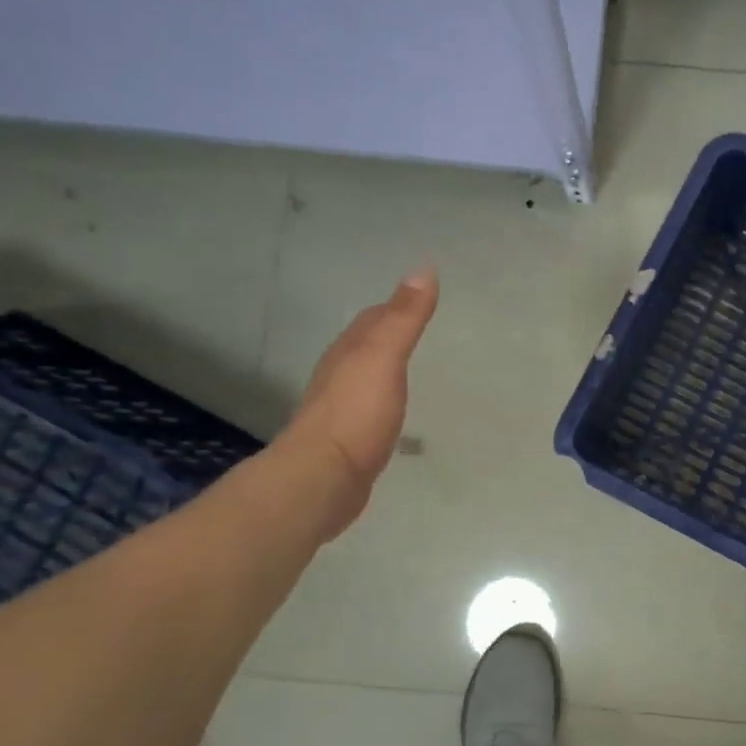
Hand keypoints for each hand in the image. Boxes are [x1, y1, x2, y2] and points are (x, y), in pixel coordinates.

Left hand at [282, 267, 438, 538]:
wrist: (322, 477)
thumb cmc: (356, 413)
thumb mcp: (384, 357)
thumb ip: (404, 317)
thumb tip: (423, 268)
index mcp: (348, 351)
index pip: (372, 319)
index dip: (394, 306)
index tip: (419, 299)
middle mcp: (337, 374)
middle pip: (362, 345)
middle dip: (384, 333)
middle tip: (415, 328)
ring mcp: (337, 408)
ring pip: (361, 376)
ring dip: (380, 367)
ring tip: (403, 366)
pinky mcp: (343, 440)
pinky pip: (364, 407)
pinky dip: (379, 399)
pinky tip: (389, 410)